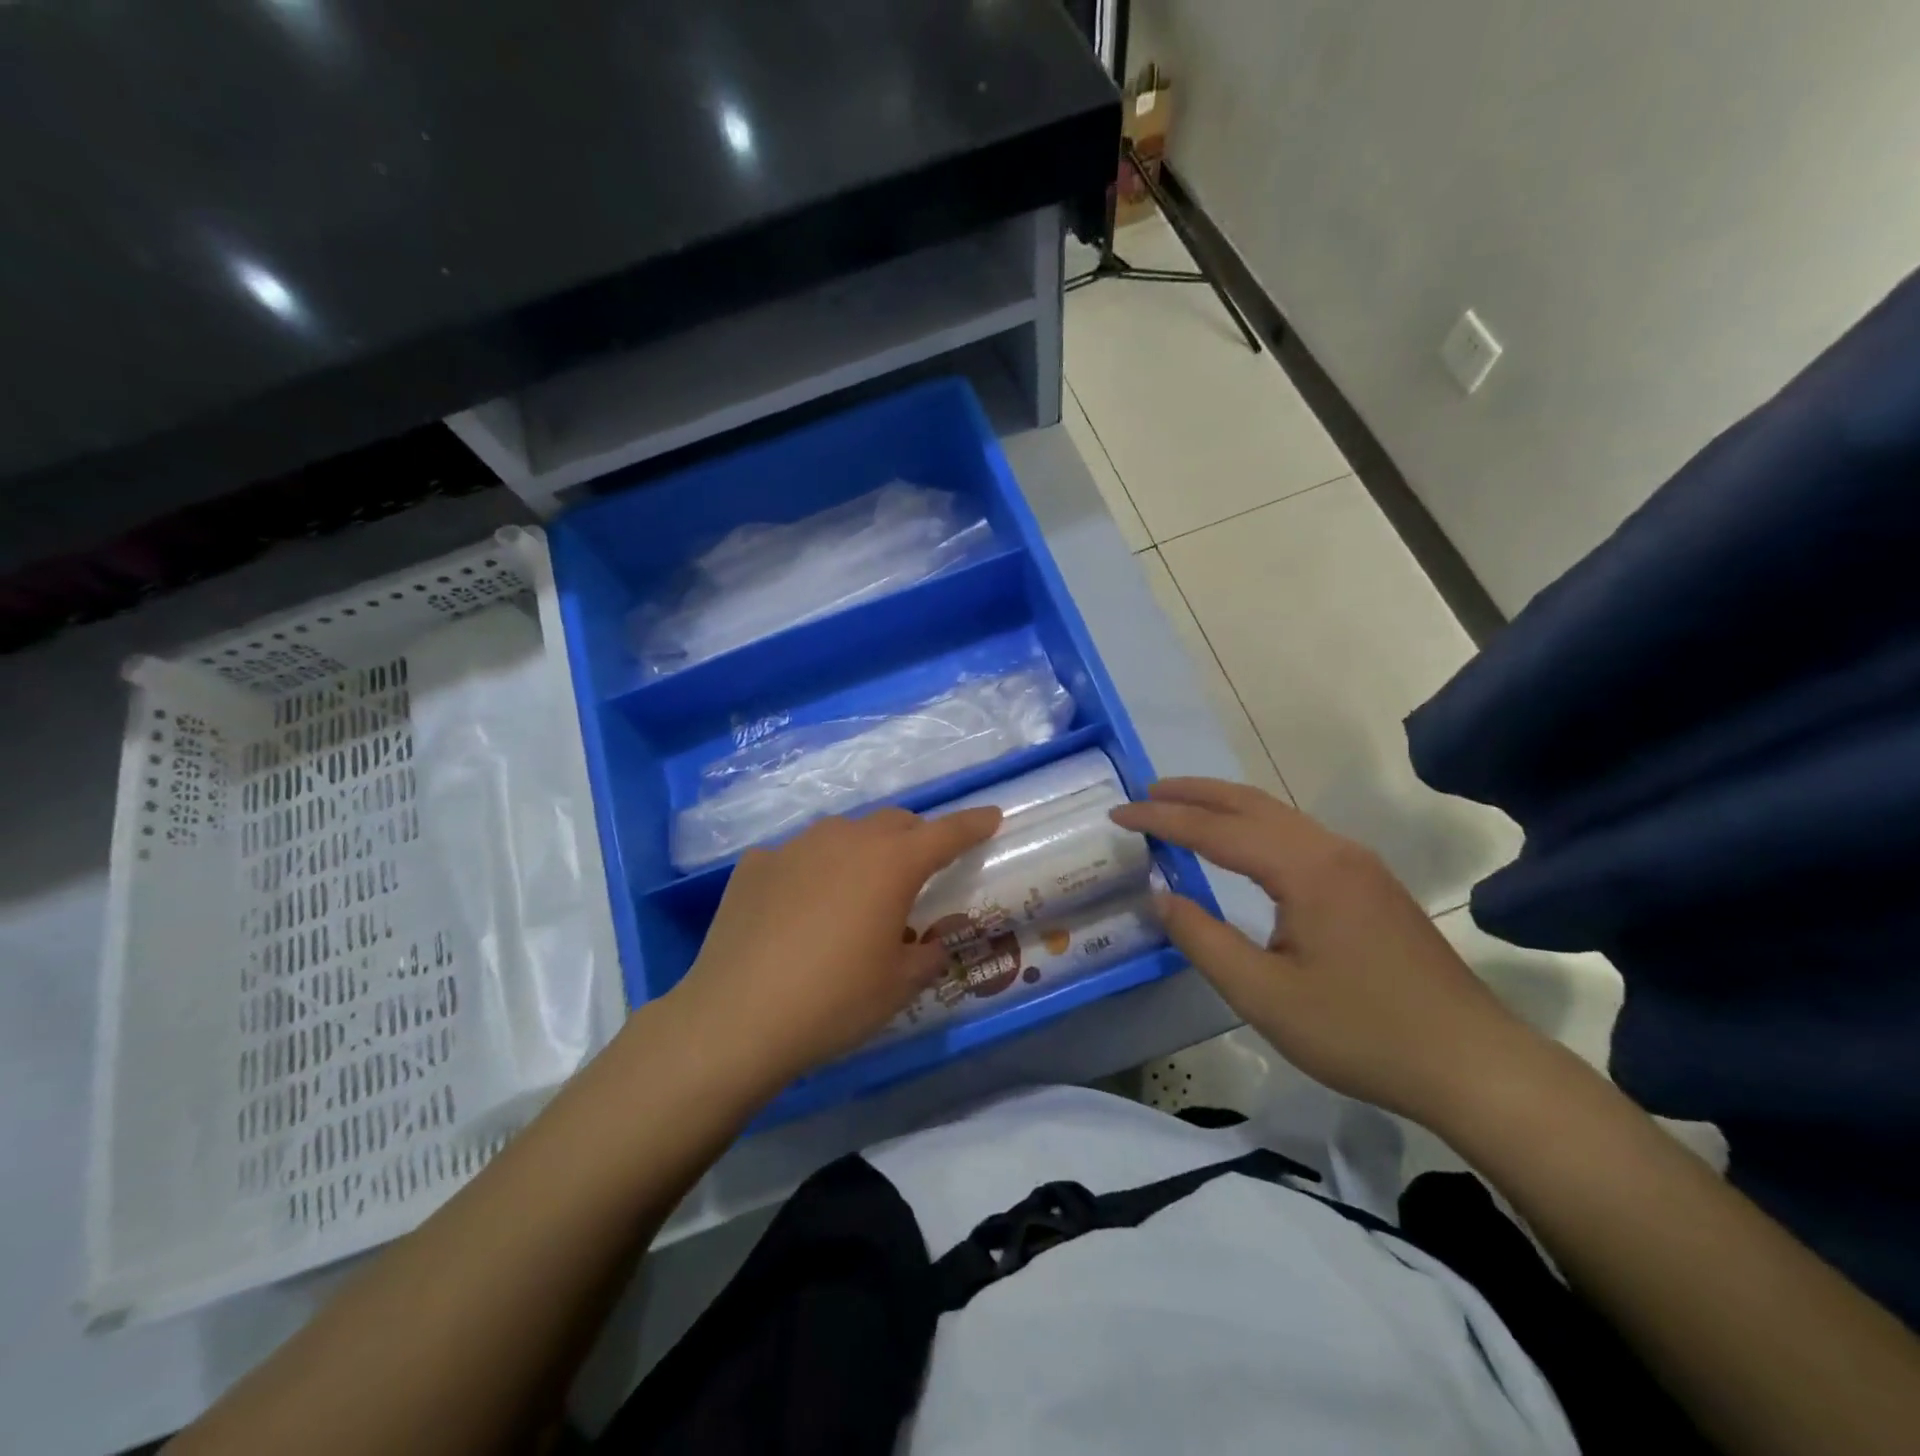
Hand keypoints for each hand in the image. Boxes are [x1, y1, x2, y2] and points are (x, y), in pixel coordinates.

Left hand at [665, 806, 1002, 1088]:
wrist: (735, 1017)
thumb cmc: (834, 1001)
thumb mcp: (897, 986)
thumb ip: (926, 955)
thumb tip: (930, 944)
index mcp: (891, 864)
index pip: (947, 832)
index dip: (973, 824)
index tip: (992, 816)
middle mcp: (846, 839)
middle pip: (894, 823)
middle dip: (915, 838)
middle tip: (918, 870)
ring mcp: (795, 847)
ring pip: (843, 833)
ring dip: (861, 852)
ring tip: (855, 891)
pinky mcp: (754, 864)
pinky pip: (796, 857)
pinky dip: (811, 872)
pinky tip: (798, 908)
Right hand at [1111, 778, 1535, 1122]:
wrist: (1472, 1064)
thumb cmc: (1360, 1032)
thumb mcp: (1264, 995)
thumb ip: (1203, 939)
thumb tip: (1160, 893)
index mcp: (1305, 868)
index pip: (1216, 829)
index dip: (1162, 819)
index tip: (1118, 814)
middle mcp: (1331, 849)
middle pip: (1250, 802)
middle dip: (1192, 793)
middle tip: (1144, 794)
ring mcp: (1357, 863)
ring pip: (1277, 815)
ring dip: (1224, 806)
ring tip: (1180, 809)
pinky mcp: (1369, 883)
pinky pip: (1296, 835)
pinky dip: (1252, 826)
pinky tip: (1239, 846)